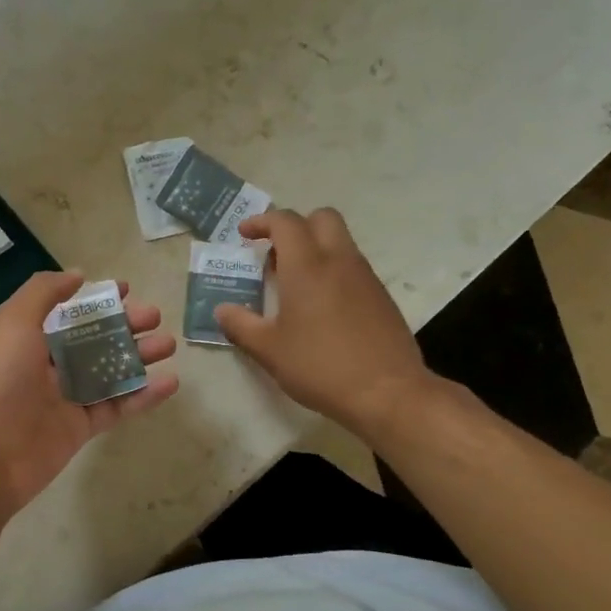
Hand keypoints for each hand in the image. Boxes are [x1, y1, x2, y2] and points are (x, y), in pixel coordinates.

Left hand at [0, 270, 178, 523]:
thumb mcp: (12, 322)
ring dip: (138, 356)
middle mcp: (39, 363)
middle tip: (154, 317)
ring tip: (168, 344)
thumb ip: (43, 293)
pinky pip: (115, 406)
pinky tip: (170, 382)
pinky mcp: (78, 428)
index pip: (62, 311)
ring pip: (106, 370)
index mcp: (19, 335)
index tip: (126, 289)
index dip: (92, 299)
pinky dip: (142, 395)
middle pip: (90, 338)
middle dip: (123, 325)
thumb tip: (76, 275)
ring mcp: (60, 397)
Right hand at [213, 208, 433, 436]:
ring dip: (315, 249)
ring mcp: (365, 277)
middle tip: (275, 254)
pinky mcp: (381, 297)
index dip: (262, 221)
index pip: (285, 222)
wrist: (387, 392)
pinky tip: (320, 307)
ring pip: (340, 242)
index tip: (244, 235)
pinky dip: (332, 271)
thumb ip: (241, 325)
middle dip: (295, 226)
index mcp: (307, 266)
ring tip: (293, 284)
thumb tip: (222, 310)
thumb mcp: (269, 350)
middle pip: (322, 217)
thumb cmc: (320, 366)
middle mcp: (339, 261)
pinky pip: (352, 267)